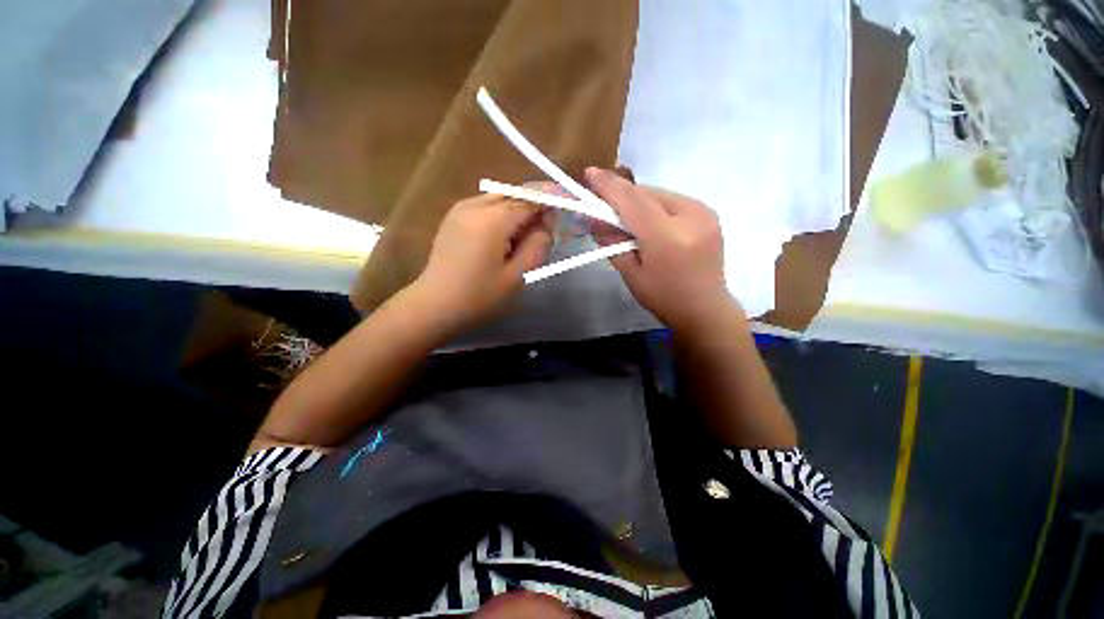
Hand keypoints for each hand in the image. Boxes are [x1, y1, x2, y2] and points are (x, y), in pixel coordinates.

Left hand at [410, 194, 554, 334]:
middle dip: (536, 203)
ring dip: (519, 208)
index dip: (551, 198)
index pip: (530, 198)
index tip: (568, 202)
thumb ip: (538, 245)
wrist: (435, 304)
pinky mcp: (454, 216)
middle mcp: (476, 204)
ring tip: (527, 234)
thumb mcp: (518, 275)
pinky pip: (486, 205)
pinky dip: (503, 213)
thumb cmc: (479, 296)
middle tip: (549, 225)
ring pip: (501, 197)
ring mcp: (462, 208)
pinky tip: (505, 235)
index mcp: (493, 219)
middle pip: (515, 193)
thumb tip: (546, 222)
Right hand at [585, 167, 742, 334]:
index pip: (632, 202)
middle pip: (646, 194)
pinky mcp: (708, 212)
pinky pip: (671, 200)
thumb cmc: (663, 297)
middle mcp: (690, 217)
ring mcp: (704, 212)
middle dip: (621, 194)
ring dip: (637, 199)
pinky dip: (653, 205)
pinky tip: (647, 219)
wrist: (705, 309)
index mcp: (668, 238)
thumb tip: (594, 218)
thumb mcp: (630, 273)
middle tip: (601, 200)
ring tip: (623, 214)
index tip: (589, 174)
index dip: (609, 186)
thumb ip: (611, 242)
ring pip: (659, 194)